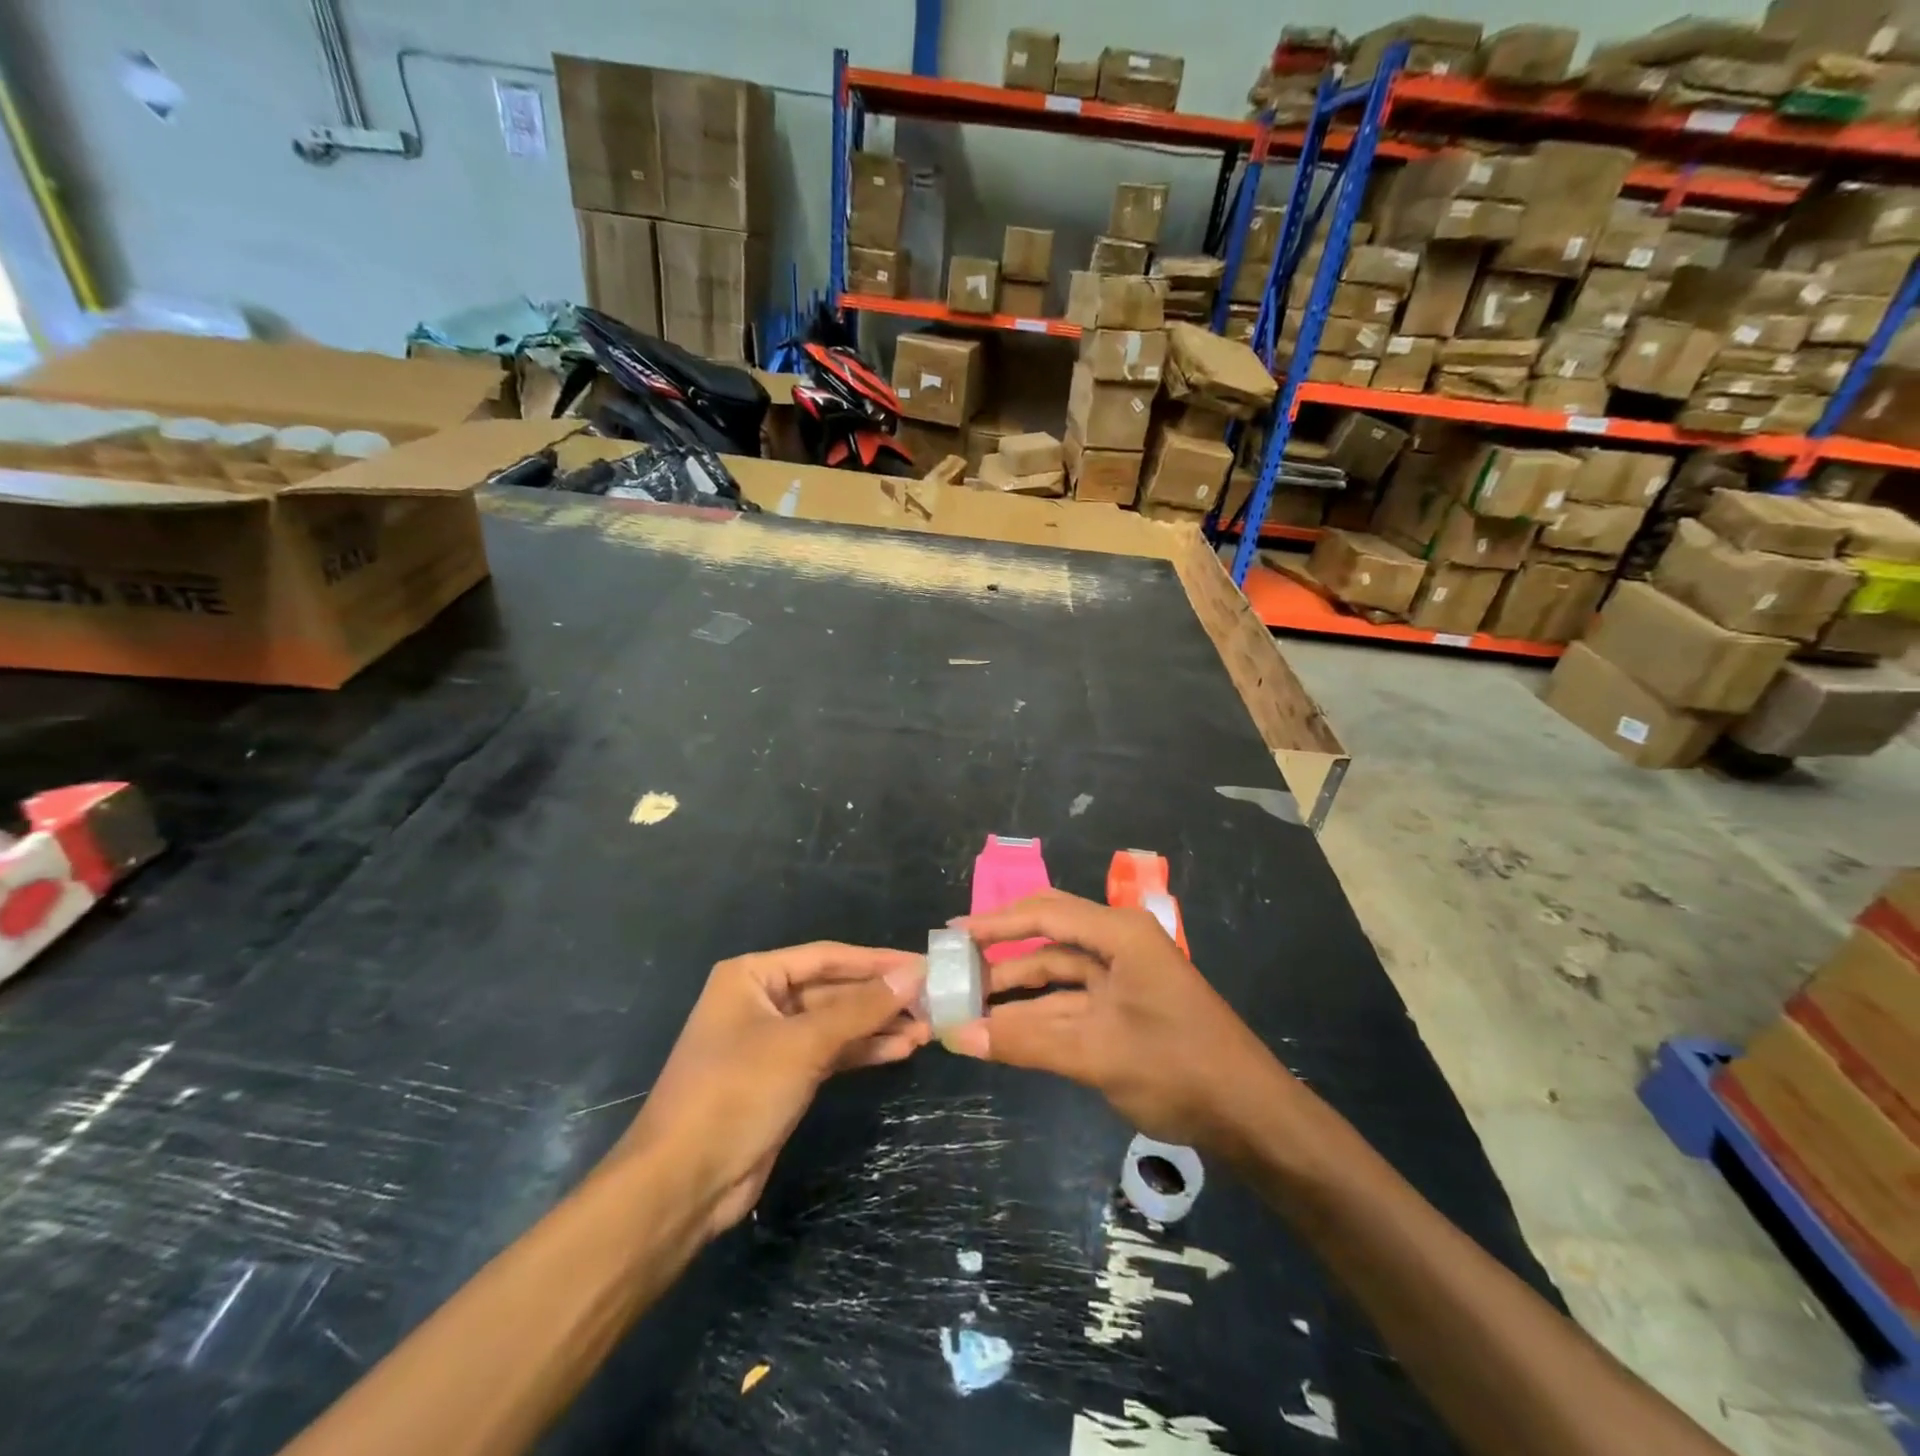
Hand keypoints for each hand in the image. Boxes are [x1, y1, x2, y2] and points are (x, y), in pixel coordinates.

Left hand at [617, 943, 927, 1233]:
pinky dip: (863, 1051)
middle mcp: (762, 1000)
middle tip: (932, 1002)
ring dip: (878, 1027)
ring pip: (836, 1024)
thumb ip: (860, 1009)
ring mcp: (772, 1041)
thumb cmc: (736, 1093)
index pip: (827, 957)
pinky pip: (830, 1053)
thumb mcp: (802, 1044)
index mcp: (752, 975)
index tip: (923, 966)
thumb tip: (914, 975)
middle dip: (880, 999)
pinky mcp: (783, 1078)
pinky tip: (900, 1050)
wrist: (682, 1183)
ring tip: (926, 1030)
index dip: (876, 962)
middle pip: (833, 990)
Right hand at [947, 891, 1286, 1152]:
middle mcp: (1120, 945)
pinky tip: (1004, 1029)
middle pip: (1050, 936)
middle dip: (1003, 951)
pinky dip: (1040, 1013)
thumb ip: (1024, 1043)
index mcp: (1120, 934)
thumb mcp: (1094, 1053)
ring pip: (1058, 972)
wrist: (1250, 1117)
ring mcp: (1124, 977)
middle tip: (956, 965)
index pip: (1045, 914)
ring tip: (968, 1003)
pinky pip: (1072, 1001)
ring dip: (1017, 989)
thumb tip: (957, 1037)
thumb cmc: (1176, 1068)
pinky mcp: (1126, 1007)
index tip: (952, 936)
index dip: (996, 923)